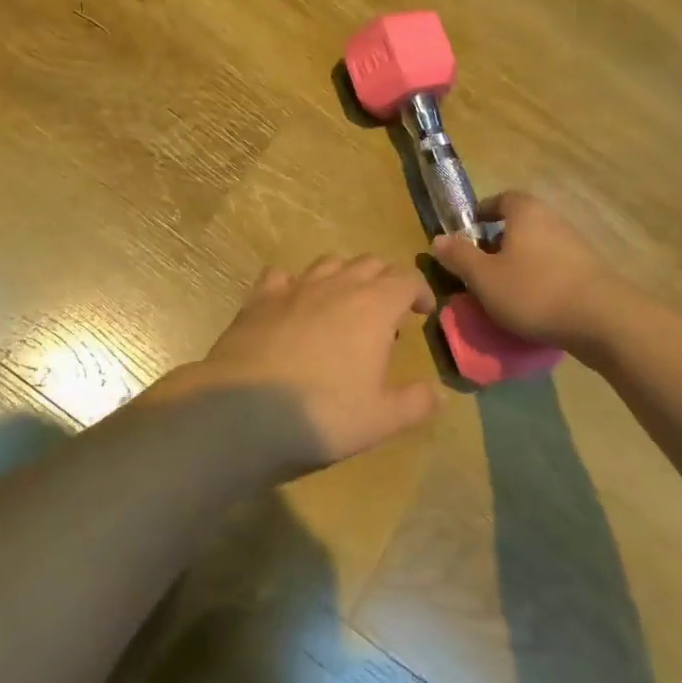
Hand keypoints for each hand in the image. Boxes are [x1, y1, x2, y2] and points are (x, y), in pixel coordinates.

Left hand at [148, 256, 440, 472]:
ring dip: (343, 277)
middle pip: (369, 263)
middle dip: (384, 281)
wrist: (244, 412)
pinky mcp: (258, 299)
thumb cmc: (323, 414)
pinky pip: (280, 275)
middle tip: (386, 312)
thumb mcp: (381, 419)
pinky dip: (294, 284)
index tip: (422, 312)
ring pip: (328, 263)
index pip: (406, 279)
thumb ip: (415, 403)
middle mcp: (336, 286)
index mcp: (373, 306)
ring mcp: (294, 288)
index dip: (419, 291)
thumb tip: (437, 394)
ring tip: (343, 306)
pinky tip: (292, 305)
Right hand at [431, 191, 609, 348]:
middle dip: (498, 241)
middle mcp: (553, 221)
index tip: (469, 230)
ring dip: (519, 262)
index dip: (484, 211)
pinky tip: (531, 304)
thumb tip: (437, 239)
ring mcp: (576, 246)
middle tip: (479, 265)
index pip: (503, 198)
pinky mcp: (590, 273)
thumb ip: (459, 257)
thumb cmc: (533, 291)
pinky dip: (539, 279)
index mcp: (526, 213)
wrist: (602, 320)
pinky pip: (554, 268)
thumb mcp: (484, 277)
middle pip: (521, 223)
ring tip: (502, 289)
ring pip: (538, 247)